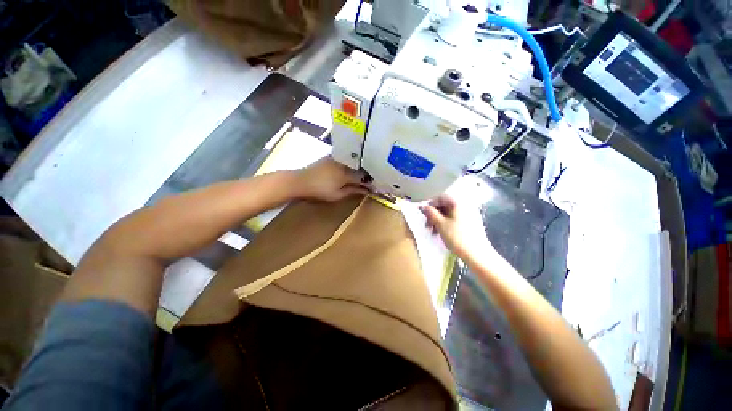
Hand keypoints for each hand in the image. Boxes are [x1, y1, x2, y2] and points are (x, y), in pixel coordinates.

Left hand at [294, 157, 369, 201]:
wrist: (299, 181)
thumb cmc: (319, 191)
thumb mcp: (337, 195)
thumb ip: (353, 191)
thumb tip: (367, 190)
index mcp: (346, 174)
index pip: (363, 177)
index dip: (370, 182)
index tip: (376, 185)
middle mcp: (344, 163)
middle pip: (360, 167)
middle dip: (367, 173)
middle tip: (372, 179)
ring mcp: (337, 158)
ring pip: (354, 162)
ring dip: (360, 167)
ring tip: (364, 173)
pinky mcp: (331, 156)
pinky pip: (347, 159)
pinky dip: (352, 164)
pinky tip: (353, 168)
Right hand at [419, 194, 492, 259]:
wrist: (477, 254)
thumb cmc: (457, 237)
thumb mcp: (440, 224)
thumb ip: (430, 213)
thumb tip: (421, 205)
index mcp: (458, 203)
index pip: (440, 197)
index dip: (430, 204)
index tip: (424, 214)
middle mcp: (464, 205)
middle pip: (445, 205)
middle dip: (434, 214)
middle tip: (427, 225)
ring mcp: (469, 214)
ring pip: (449, 213)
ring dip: (439, 220)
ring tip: (433, 231)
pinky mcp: (471, 222)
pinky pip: (455, 218)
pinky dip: (446, 223)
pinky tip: (442, 233)